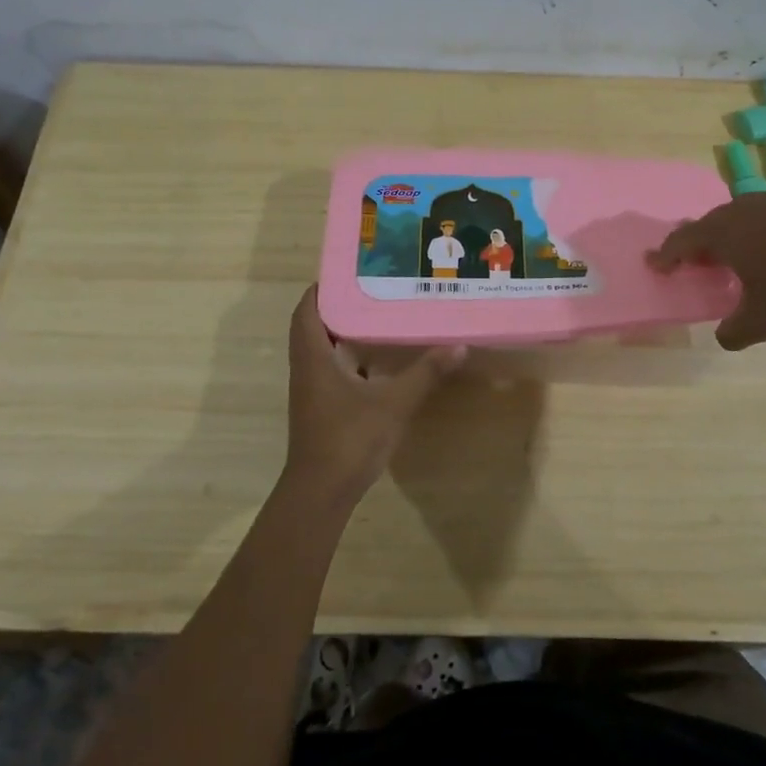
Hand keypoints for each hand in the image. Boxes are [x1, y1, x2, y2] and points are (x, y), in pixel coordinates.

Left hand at [283, 285, 464, 504]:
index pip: (306, 311)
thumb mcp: (393, 403)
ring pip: (321, 351)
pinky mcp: (320, 409)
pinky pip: (330, 371)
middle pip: (313, 327)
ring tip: (377, 317)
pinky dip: (348, 359)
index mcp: (314, 358)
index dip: (321, 289)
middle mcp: (306, 369)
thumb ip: (425, 373)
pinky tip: (377, 362)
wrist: (322, 492)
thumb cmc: (349, 439)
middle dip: (337, 307)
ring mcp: (311, 392)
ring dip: (342, 334)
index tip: (347, 272)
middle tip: (371, 290)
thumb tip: (458, 345)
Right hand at [647, 190, 765, 349]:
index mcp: (722, 234)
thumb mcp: (763, 320)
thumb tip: (724, 338)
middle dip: (700, 242)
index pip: (682, 241)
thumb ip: (735, 332)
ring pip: (744, 215)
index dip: (666, 255)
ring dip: (736, 233)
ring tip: (742, 253)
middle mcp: (743, 209)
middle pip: (711, 223)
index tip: (655, 263)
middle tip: (698, 260)